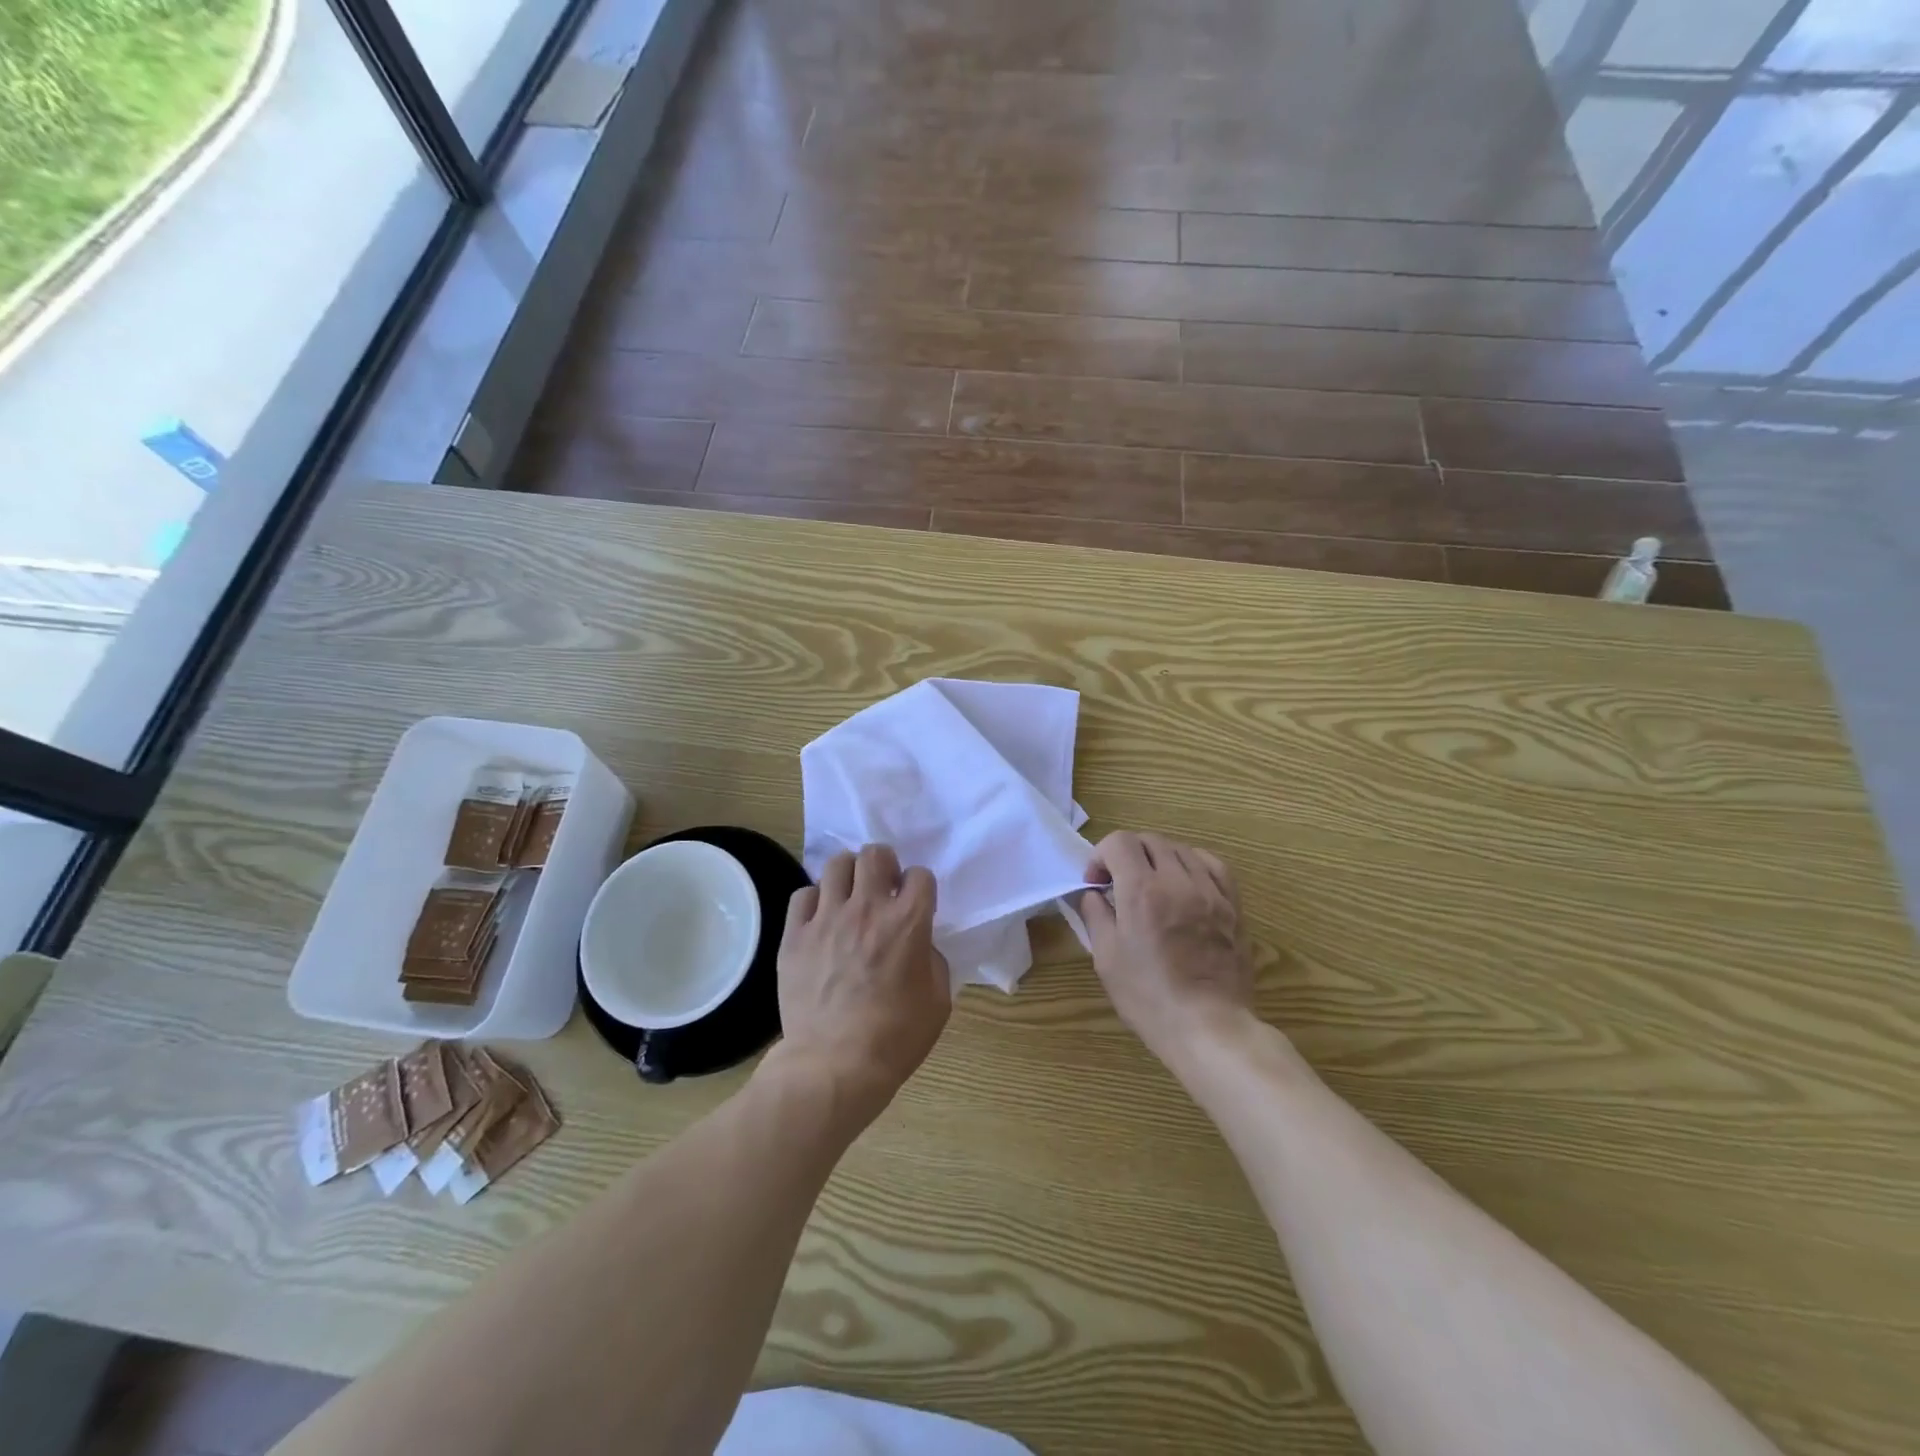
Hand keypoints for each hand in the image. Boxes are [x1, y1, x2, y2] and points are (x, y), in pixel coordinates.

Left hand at [771, 844, 950, 1120]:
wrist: (834, 1066)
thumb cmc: (895, 1038)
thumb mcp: (937, 1000)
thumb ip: (932, 960)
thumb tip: (919, 945)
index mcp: (908, 922)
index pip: (920, 875)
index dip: (920, 887)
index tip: (915, 903)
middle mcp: (867, 909)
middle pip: (875, 854)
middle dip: (883, 865)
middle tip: (882, 889)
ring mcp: (827, 918)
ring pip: (837, 864)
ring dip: (849, 876)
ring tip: (849, 897)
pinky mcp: (795, 935)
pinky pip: (803, 894)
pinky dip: (815, 901)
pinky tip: (820, 920)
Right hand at [1078, 831, 1254, 1061]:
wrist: (1209, 1027)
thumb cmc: (1149, 997)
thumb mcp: (1106, 958)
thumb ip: (1096, 915)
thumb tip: (1093, 893)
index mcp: (1141, 892)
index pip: (1119, 843)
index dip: (1101, 855)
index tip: (1096, 883)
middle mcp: (1177, 881)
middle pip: (1149, 840)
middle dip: (1127, 854)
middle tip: (1119, 884)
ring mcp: (1210, 891)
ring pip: (1180, 849)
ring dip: (1158, 858)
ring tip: (1151, 885)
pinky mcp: (1232, 904)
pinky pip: (1212, 864)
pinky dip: (1192, 863)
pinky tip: (1184, 882)